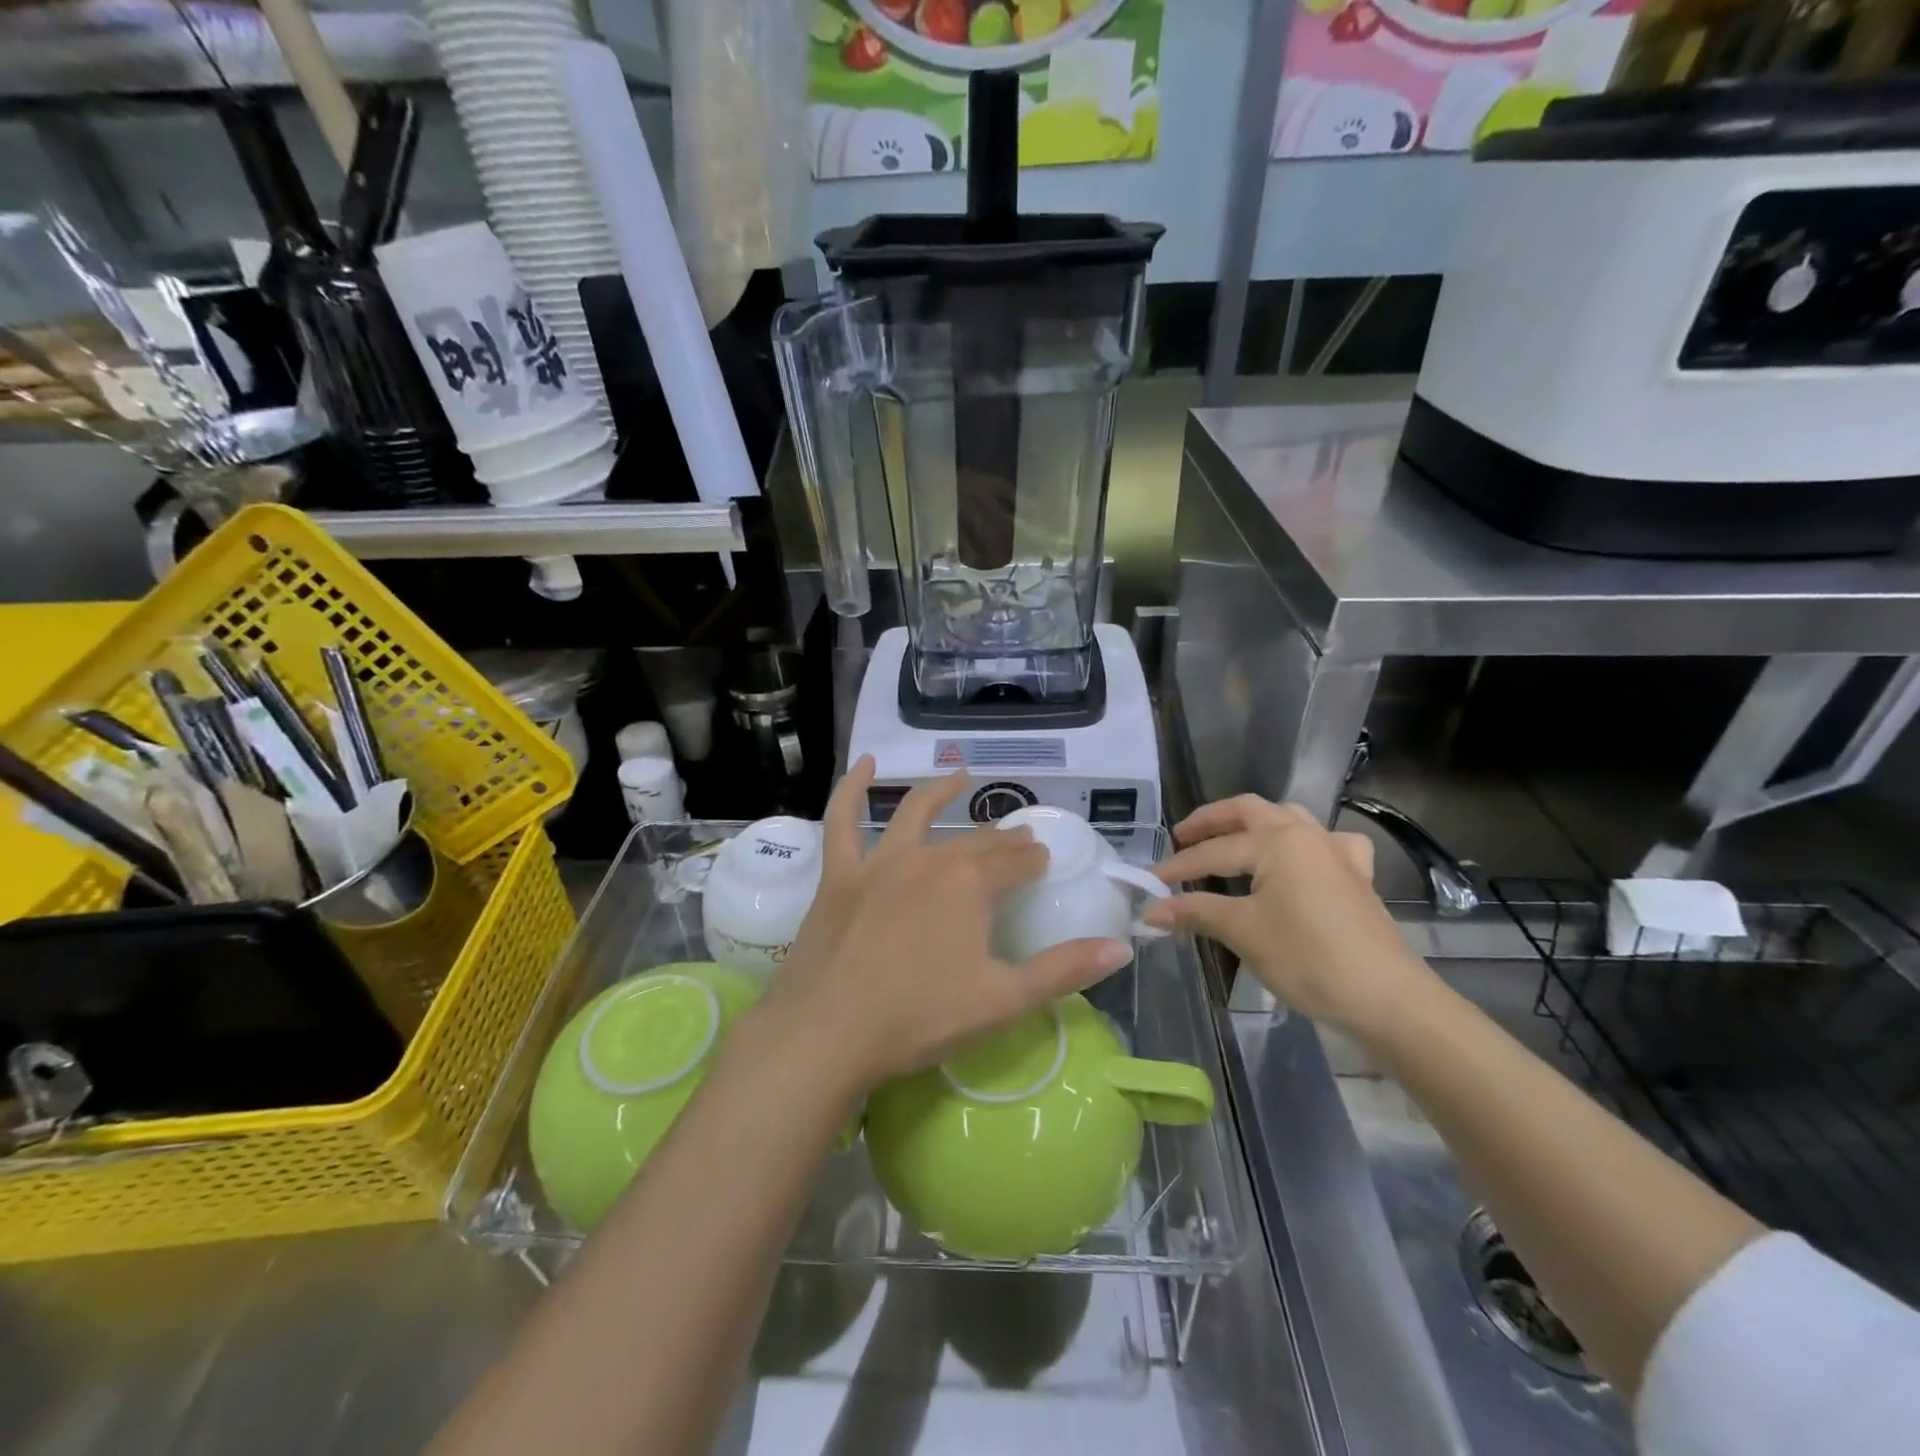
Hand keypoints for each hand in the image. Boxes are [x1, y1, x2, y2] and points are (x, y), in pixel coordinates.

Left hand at [752, 757, 1131, 1095]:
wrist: (827, 1035)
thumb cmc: (920, 1019)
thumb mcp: (1003, 1001)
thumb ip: (1064, 971)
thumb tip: (1123, 948)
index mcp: (971, 885)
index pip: (1015, 861)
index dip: (1033, 859)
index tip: (1044, 861)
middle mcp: (928, 859)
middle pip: (974, 842)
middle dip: (1002, 839)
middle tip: (1018, 841)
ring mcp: (879, 862)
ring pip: (915, 813)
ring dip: (941, 792)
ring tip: (961, 777)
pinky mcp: (839, 875)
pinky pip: (842, 820)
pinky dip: (852, 788)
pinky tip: (864, 764)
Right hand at [1141, 795, 1433, 1033]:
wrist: (1385, 997)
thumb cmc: (1308, 958)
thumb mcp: (1243, 932)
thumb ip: (1195, 912)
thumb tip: (1150, 911)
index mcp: (1276, 841)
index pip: (1213, 852)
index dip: (1177, 868)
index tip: (1148, 882)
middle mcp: (1306, 834)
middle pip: (1248, 811)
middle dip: (1210, 821)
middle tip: (1181, 838)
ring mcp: (1336, 852)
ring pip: (1286, 818)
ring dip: (1252, 824)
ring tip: (1227, 841)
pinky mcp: (1356, 875)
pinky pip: (1325, 843)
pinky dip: (1303, 843)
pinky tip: (1299, 860)